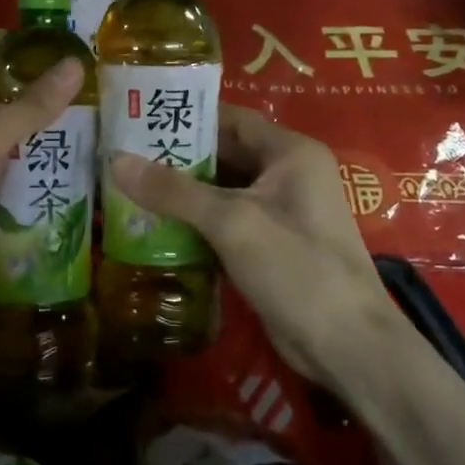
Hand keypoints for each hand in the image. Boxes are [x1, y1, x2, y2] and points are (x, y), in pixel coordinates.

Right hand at [110, 105, 395, 383]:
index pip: (230, 118)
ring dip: (182, 192)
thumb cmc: (297, 268)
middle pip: (224, 154)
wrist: (349, 347)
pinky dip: (195, 221)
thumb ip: (174, 191)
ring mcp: (281, 211)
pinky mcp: (270, 245)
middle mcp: (287, 173)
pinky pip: (226, 220)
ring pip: (222, 190)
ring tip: (128, 187)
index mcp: (289, 152)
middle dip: (177, 157)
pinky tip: (155, 225)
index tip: (139, 118)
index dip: (187, 117)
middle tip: (124, 155)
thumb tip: (115, 160)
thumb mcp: (232, 222)